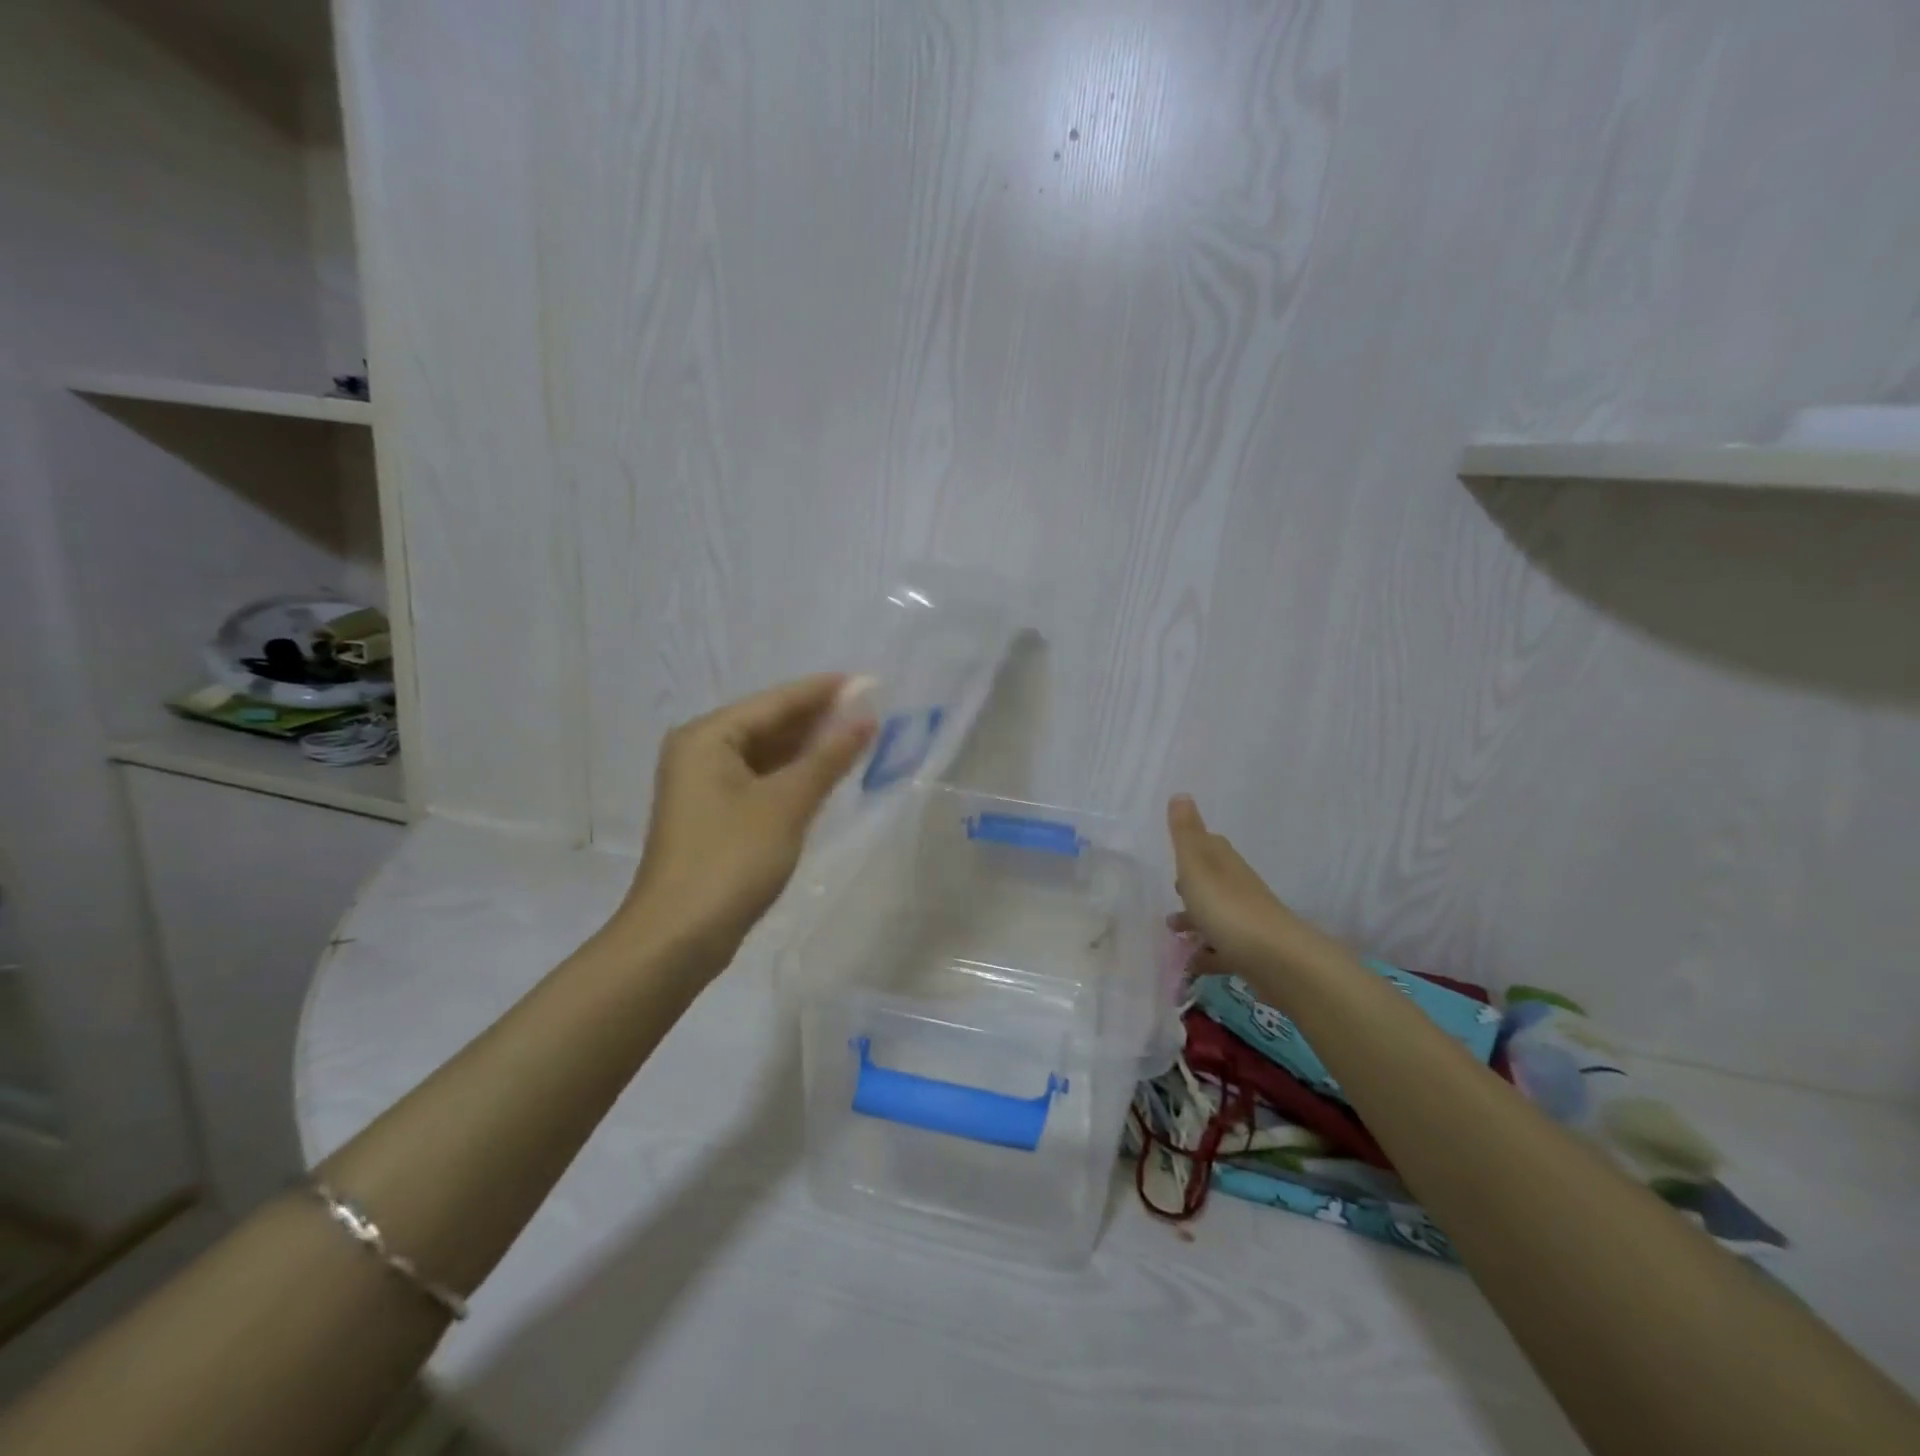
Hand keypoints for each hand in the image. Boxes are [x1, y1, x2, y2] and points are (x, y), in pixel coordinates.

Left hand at [615, 674, 874, 971]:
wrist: (678, 937)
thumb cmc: (731, 859)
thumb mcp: (787, 803)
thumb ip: (828, 757)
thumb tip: (866, 718)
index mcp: (708, 736)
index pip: (776, 701)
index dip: (823, 691)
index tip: (868, 682)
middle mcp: (701, 751)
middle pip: (769, 723)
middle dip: (819, 718)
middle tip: (872, 711)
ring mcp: (705, 786)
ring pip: (767, 754)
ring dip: (809, 748)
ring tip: (858, 738)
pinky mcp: (715, 816)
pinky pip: (761, 780)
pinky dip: (793, 775)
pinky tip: (826, 775)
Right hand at [1166, 794, 1320, 986]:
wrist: (1278, 961)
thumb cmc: (1227, 907)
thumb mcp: (1196, 865)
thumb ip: (1185, 833)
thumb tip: (1181, 794)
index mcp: (1224, 863)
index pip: (1210, 845)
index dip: (1194, 845)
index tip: (1177, 850)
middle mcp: (1238, 888)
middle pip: (1214, 880)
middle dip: (1192, 885)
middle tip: (1172, 891)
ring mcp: (1248, 921)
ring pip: (1217, 915)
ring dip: (1196, 920)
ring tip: (1172, 931)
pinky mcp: (1252, 953)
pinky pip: (1224, 949)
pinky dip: (1208, 953)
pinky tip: (1192, 962)